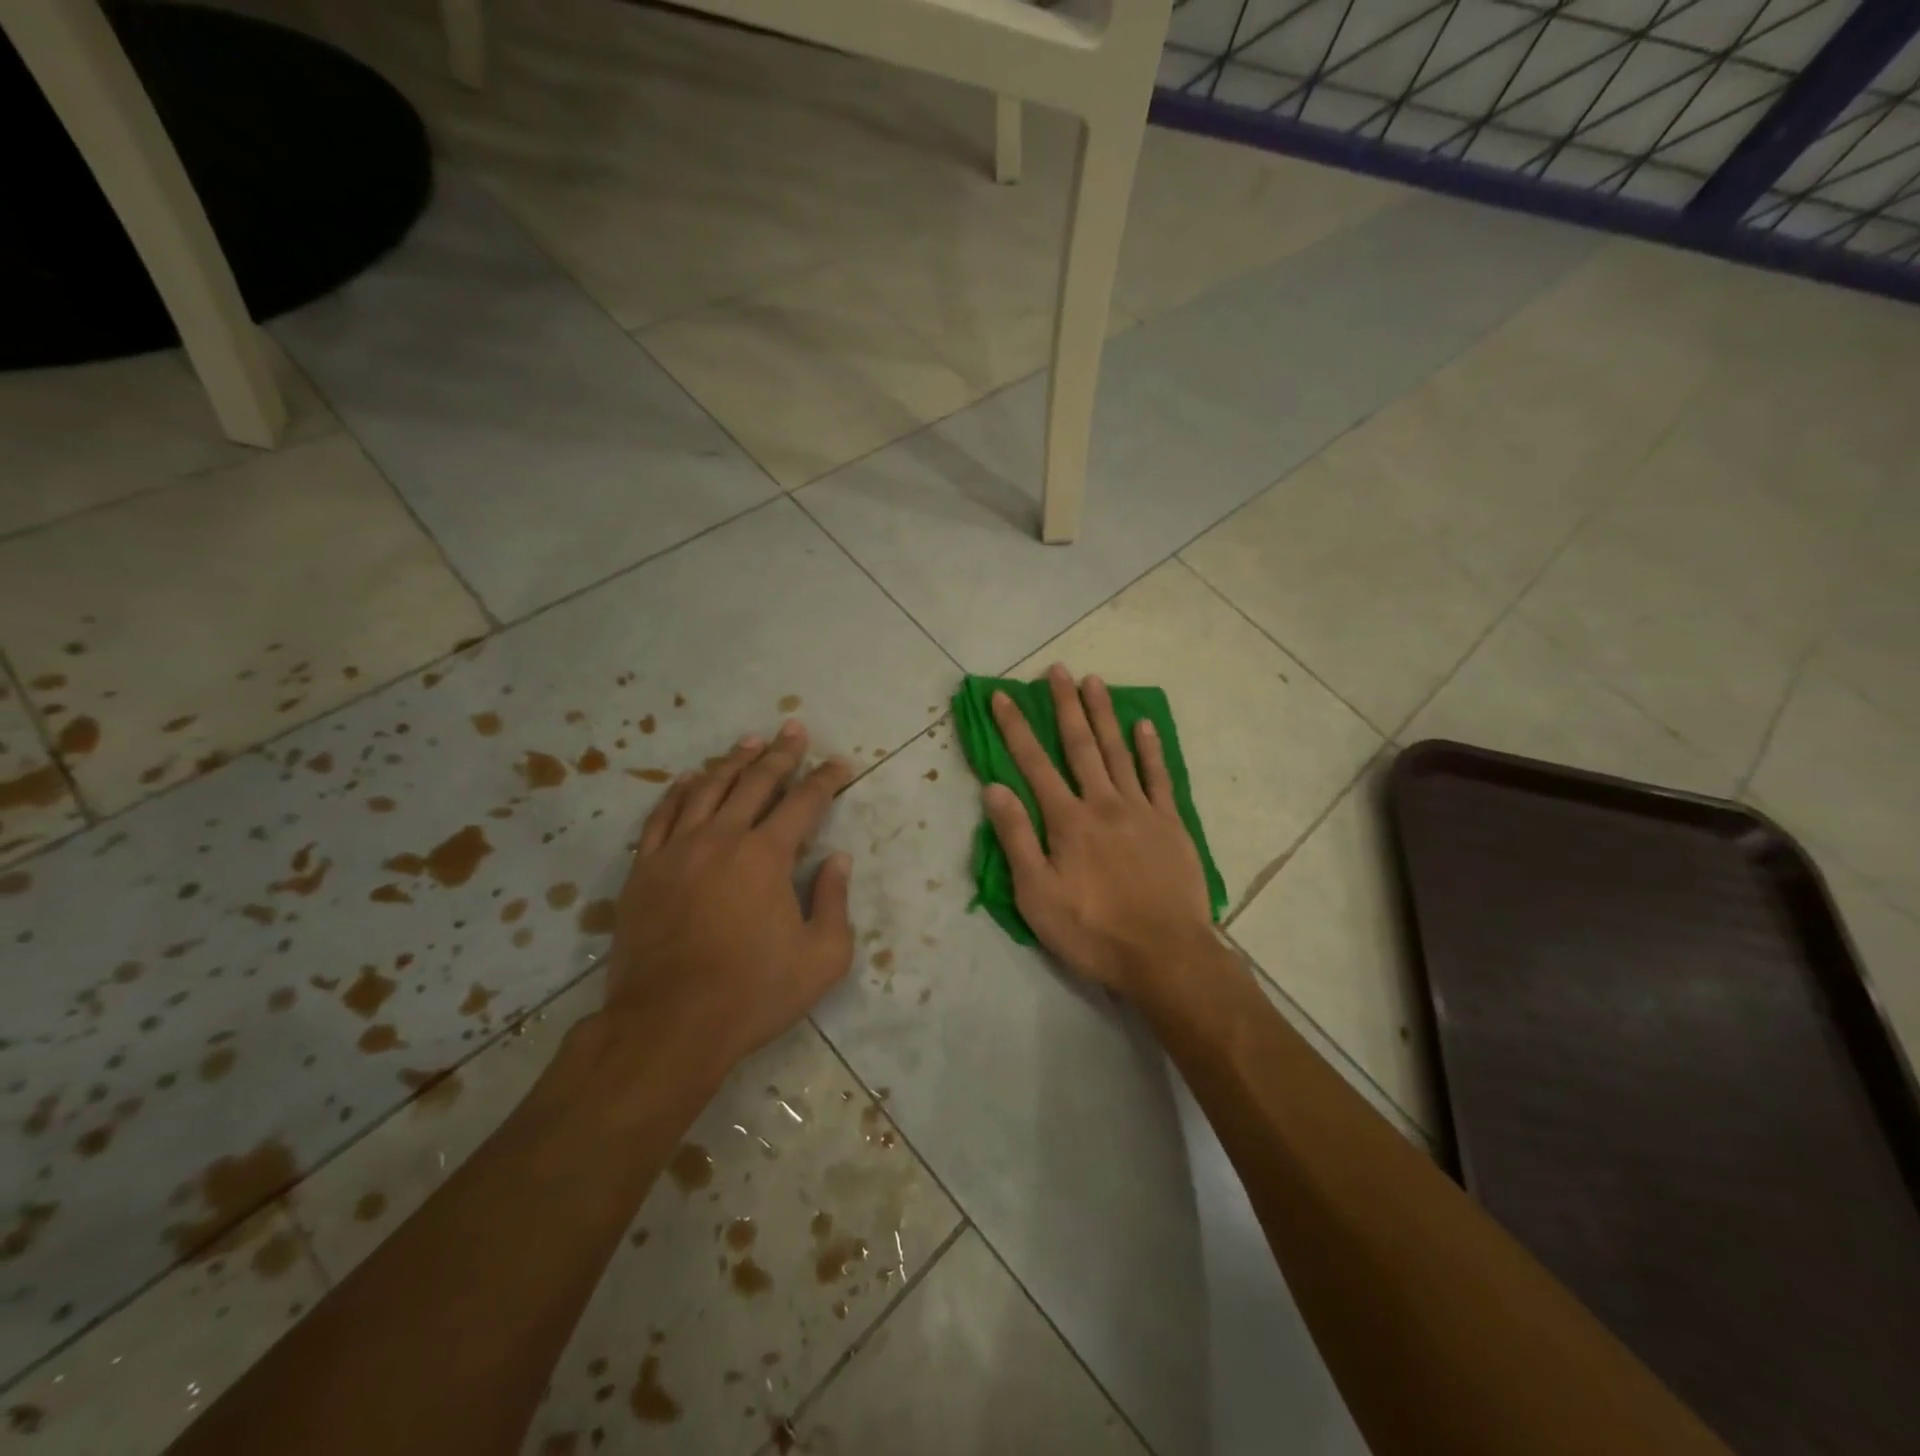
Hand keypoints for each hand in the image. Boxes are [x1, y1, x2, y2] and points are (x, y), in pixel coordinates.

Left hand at [606, 721, 854, 1081]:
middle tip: (794, 728)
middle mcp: (722, 838)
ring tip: (749, 742)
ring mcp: (677, 850)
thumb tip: (837, 859)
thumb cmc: (754, 993)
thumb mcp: (822, 957)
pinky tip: (688, 779)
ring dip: (732, 762)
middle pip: (755, 782)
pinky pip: (662, 816)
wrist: (669, 1024)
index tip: (840, 763)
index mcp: (767, 856)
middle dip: (781, 753)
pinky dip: (678, 792)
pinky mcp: (644, 870)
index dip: (826, 778)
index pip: (804, 802)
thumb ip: (835, 901)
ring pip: (707, 789)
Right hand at [984, 664, 1215, 997]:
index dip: (1016, 728)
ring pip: (1118, 751)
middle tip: (1057, 670)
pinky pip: (1159, 777)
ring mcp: (1141, 809)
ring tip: (1094, 680)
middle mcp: (1102, 802)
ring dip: (1104, 714)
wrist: (1164, 955)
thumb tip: (994, 788)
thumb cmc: (1092, 930)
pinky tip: (1143, 725)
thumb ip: (1016, 838)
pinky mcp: (1170, 823)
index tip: (1003, 696)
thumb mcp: (1036, 895)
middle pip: (1080, 745)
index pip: (1033, 764)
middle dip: (1065, 705)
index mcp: (1067, 820)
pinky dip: (1150, 748)